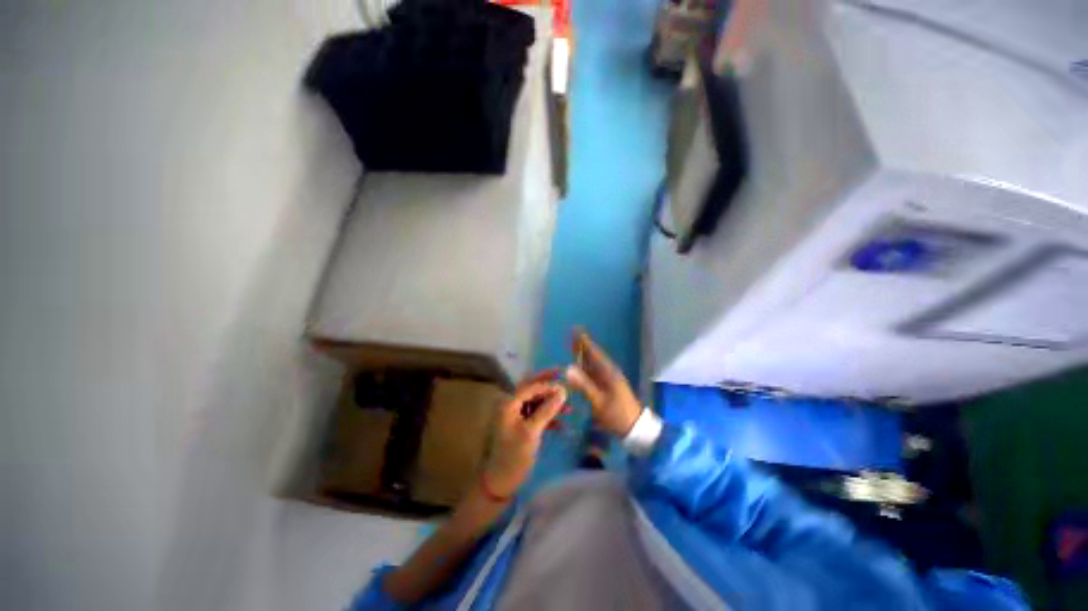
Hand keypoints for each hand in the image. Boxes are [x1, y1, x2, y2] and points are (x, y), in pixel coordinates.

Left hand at [483, 373, 566, 498]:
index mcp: (508, 403)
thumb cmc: (513, 456)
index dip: (547, 384)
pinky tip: (561, 422)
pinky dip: (548, 416)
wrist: (500, 482)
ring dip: (550, 402)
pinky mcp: (521, 426)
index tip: (565, 384)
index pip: (530, 386)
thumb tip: (562, 391)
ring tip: (568, 407)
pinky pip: (536, 414)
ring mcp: (515, 415)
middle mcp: (510, 405)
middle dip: (548, 385)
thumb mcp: (531, 432)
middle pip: (531, 389)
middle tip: (564, 379)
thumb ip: (546, 410)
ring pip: (535, 402)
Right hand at [565, 330, 641, 436]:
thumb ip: (584, 384)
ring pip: (593, 363)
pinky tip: (580, 367)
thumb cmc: (617, 414)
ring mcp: (609, 379)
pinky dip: (586, 367)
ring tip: (573, 347)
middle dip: (582, 346)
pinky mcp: (608, 387)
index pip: (594, 352)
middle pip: (593, 355)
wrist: (635, 428)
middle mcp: (608, 372)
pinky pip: (594, 372)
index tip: (575, 330)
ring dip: (584, 355)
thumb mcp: (599, 401)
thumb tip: (568, 367)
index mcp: (608, 372)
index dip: (584, 341)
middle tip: (571, 335)